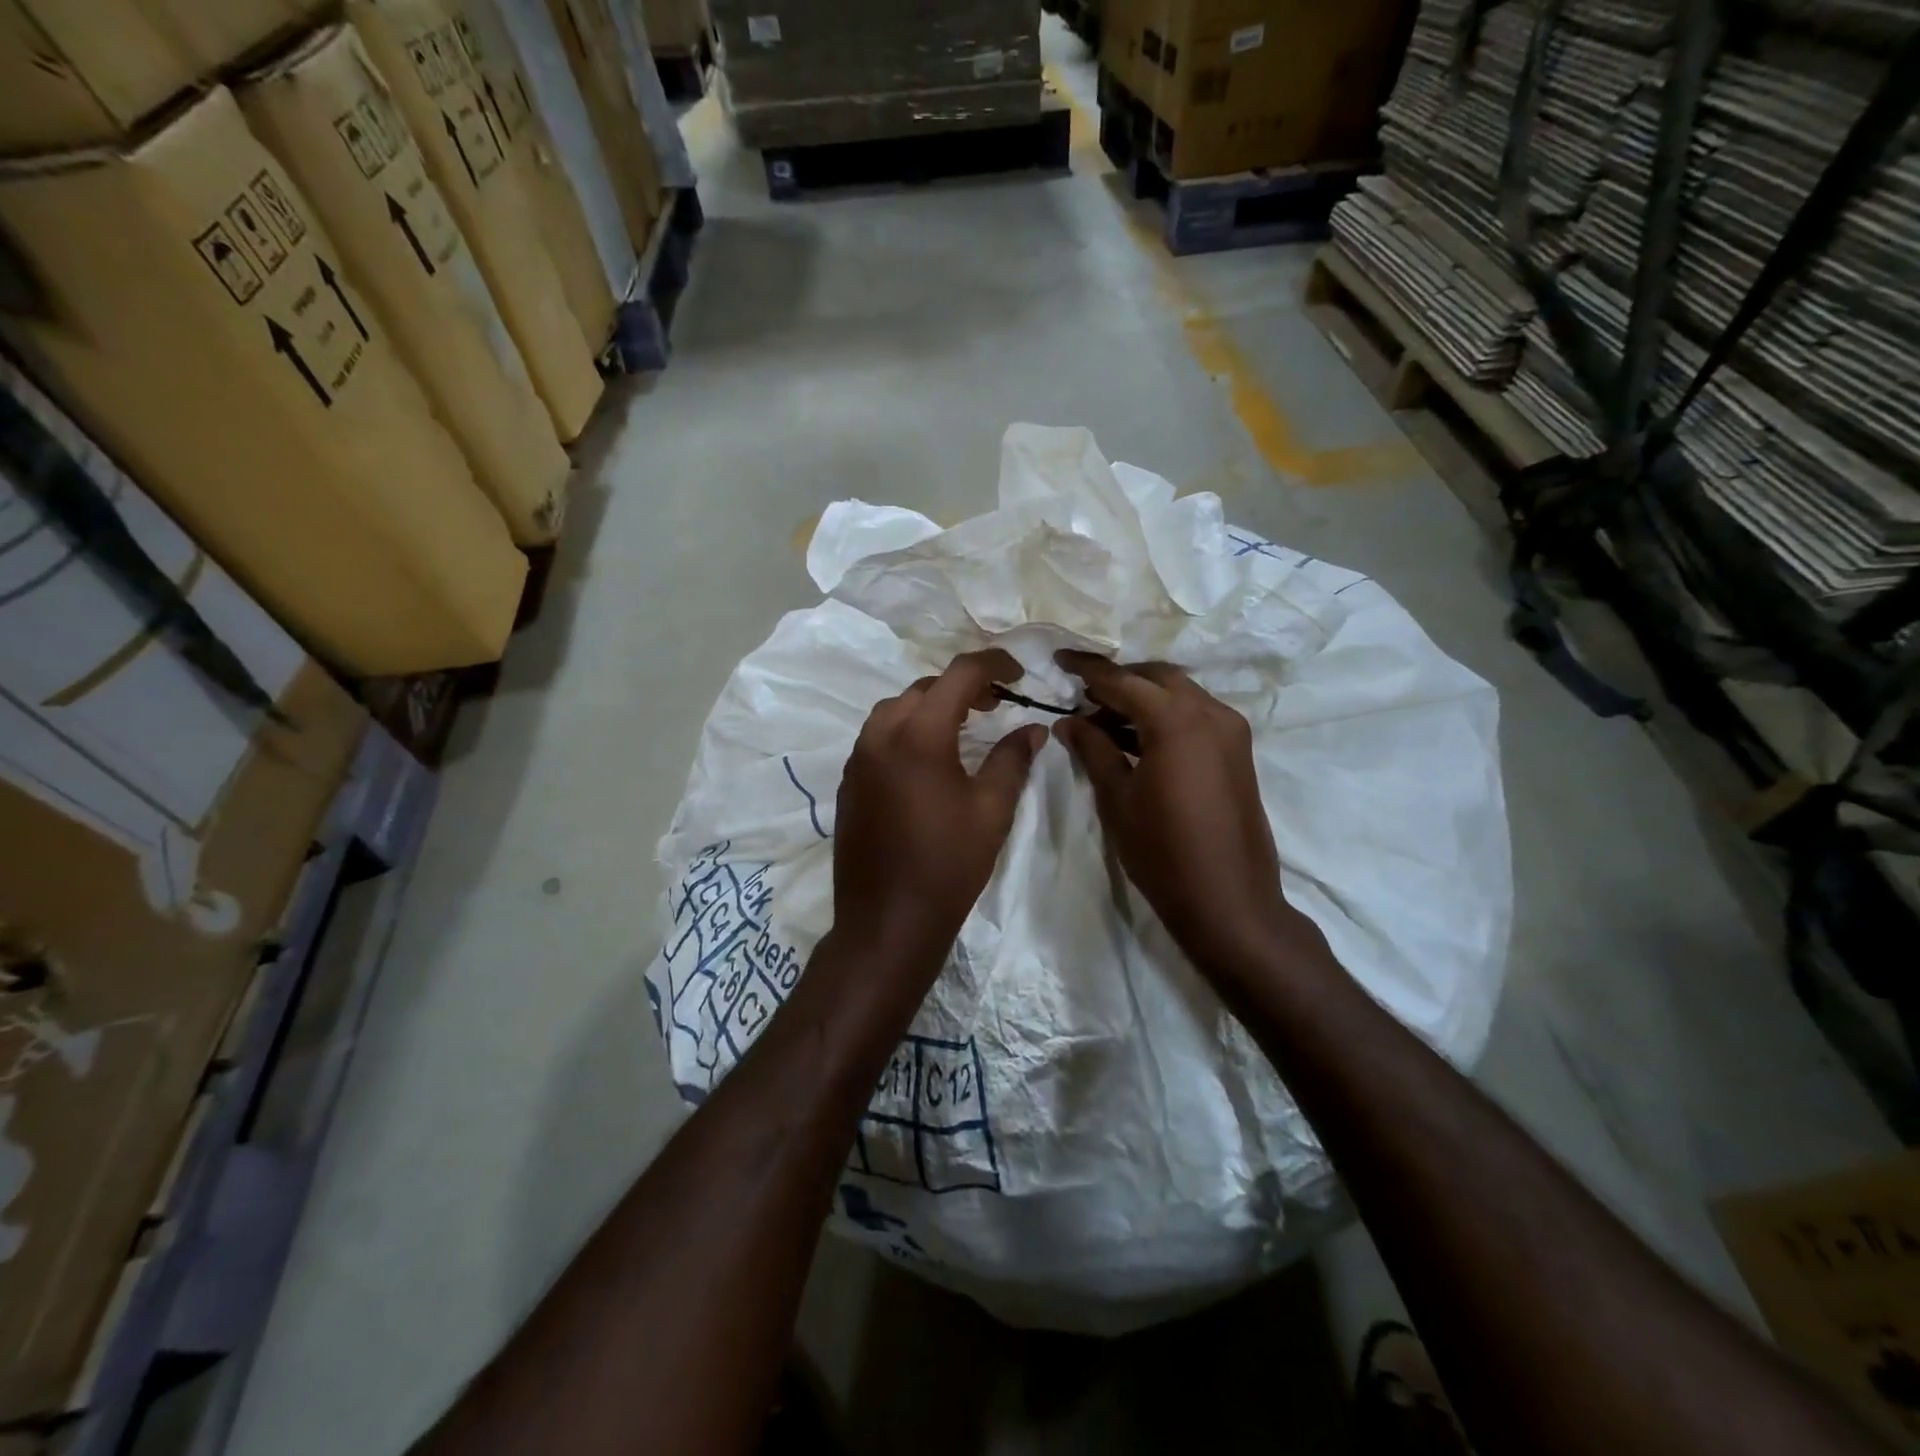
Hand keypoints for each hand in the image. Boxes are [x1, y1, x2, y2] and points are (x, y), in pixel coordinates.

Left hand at [832, 650, 1046, 979]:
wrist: (887, 920)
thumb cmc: (948, 865)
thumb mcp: (992, 810)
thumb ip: (1013, 759)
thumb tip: (1034, 728)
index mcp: (919, 735)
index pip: (958, 675)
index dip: (993, 665)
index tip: (1019, 673)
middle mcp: (880, 735)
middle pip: (923, 688)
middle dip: (962, 687)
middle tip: (996, 703)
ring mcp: (857, 758)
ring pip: (895, 709)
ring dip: (931, 706)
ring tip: (963, 726)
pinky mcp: (848, 781)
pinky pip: (878, 736)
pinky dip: (907, 730)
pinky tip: (929, 757)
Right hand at [1054, 651, 1327, 984]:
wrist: (1229, 902)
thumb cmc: (1163, 852)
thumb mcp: (1118, 799)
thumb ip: (1094, 750)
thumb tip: (1068, 720)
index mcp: (1177, 720)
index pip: (1123, 680)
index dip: (1088, 669)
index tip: (1059, 659)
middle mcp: (1211, 713)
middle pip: (1157, 677)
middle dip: (1119, 680)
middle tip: (1082, 697)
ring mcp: (1231, 731)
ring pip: (1180, 694)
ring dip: (1143, 698)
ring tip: (1103, 720)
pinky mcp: (1239, 752)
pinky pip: (1197, 715)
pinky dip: (1166, 716)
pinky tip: (1137, 739)